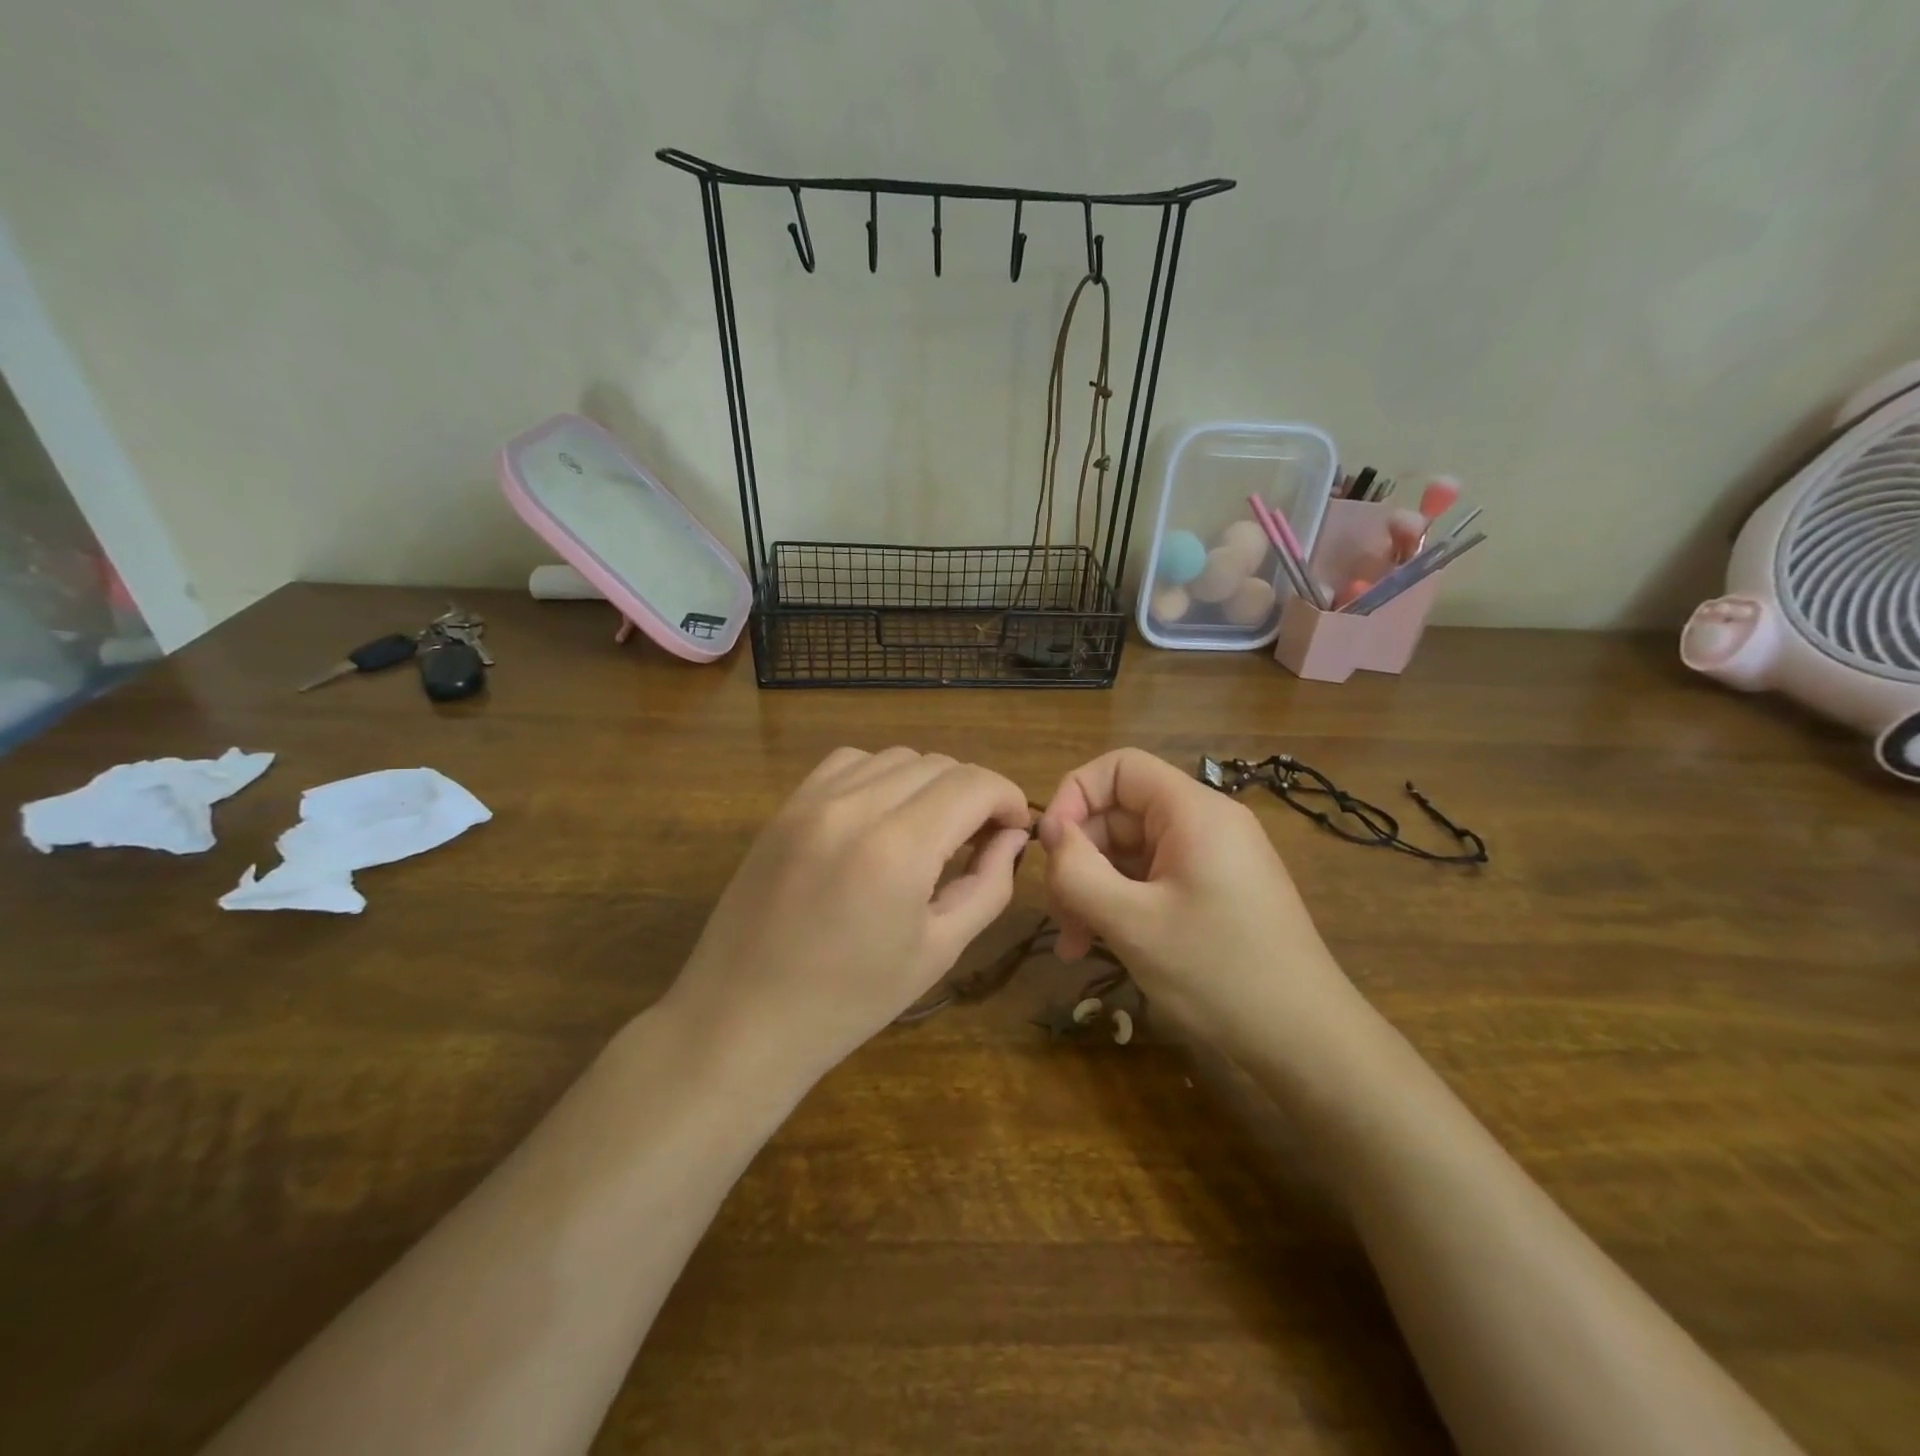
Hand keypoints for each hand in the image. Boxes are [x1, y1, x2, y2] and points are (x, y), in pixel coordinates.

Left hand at [669, 747, 1031, 1087]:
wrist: (743, 1019)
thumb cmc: (850, 1001)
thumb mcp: (938, 950)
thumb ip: (988, 885)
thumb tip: (1012, 838)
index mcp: (899, 848)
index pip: (974, 783)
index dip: (1008, 798)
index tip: (1015, 829)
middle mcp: (855, 806)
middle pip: (938, 763)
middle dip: (973, 793)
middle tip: (979, 838)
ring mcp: (812, 801)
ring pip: (896, 756)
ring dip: (928, 783)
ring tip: (930, 829)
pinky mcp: (785, 807)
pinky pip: (849, 763)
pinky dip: (880, 776)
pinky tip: (880, 817)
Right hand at [1036, 748, 1355, 1053]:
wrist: (1307, 1040)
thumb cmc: (1217, 973)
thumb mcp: (1132, 923)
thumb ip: (1078, 871)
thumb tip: (1050, 832)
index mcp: (1193, 811)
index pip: (1119, 767)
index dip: (1075, 794)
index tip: (1051, 847)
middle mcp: (1205, 822)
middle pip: (1120, 813)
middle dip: (1081, 859)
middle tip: (1060, 918)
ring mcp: (1212, 857)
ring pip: (1131, 851)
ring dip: (1095, 889)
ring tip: (1076, 944)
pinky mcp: (1215, 889)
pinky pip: (1153, 877)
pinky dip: (1122, 903)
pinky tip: (1102, 944)